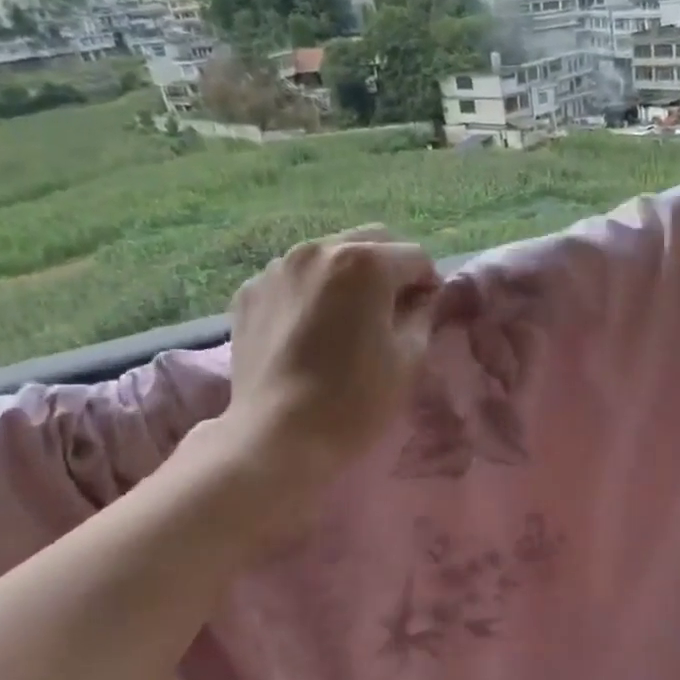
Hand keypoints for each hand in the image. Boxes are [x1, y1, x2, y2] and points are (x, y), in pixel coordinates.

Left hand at [213, 226, 440, 483]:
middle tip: (394, 311)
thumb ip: (423, 313)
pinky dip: (312, 293)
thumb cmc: (357, 399)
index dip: (429, 285)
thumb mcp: (410, 357)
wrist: (278, 437)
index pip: (416, 256)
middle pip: (371, 243)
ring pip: (329, 256)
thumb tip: (422, 297)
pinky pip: (295, 279)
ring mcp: (277, 268)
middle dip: (390, 269)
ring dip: (349, 278)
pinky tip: (312, 332)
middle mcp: (318, 249)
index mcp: (365, 262)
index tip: (428, 314)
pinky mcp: (249, 292)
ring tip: (349, 320)